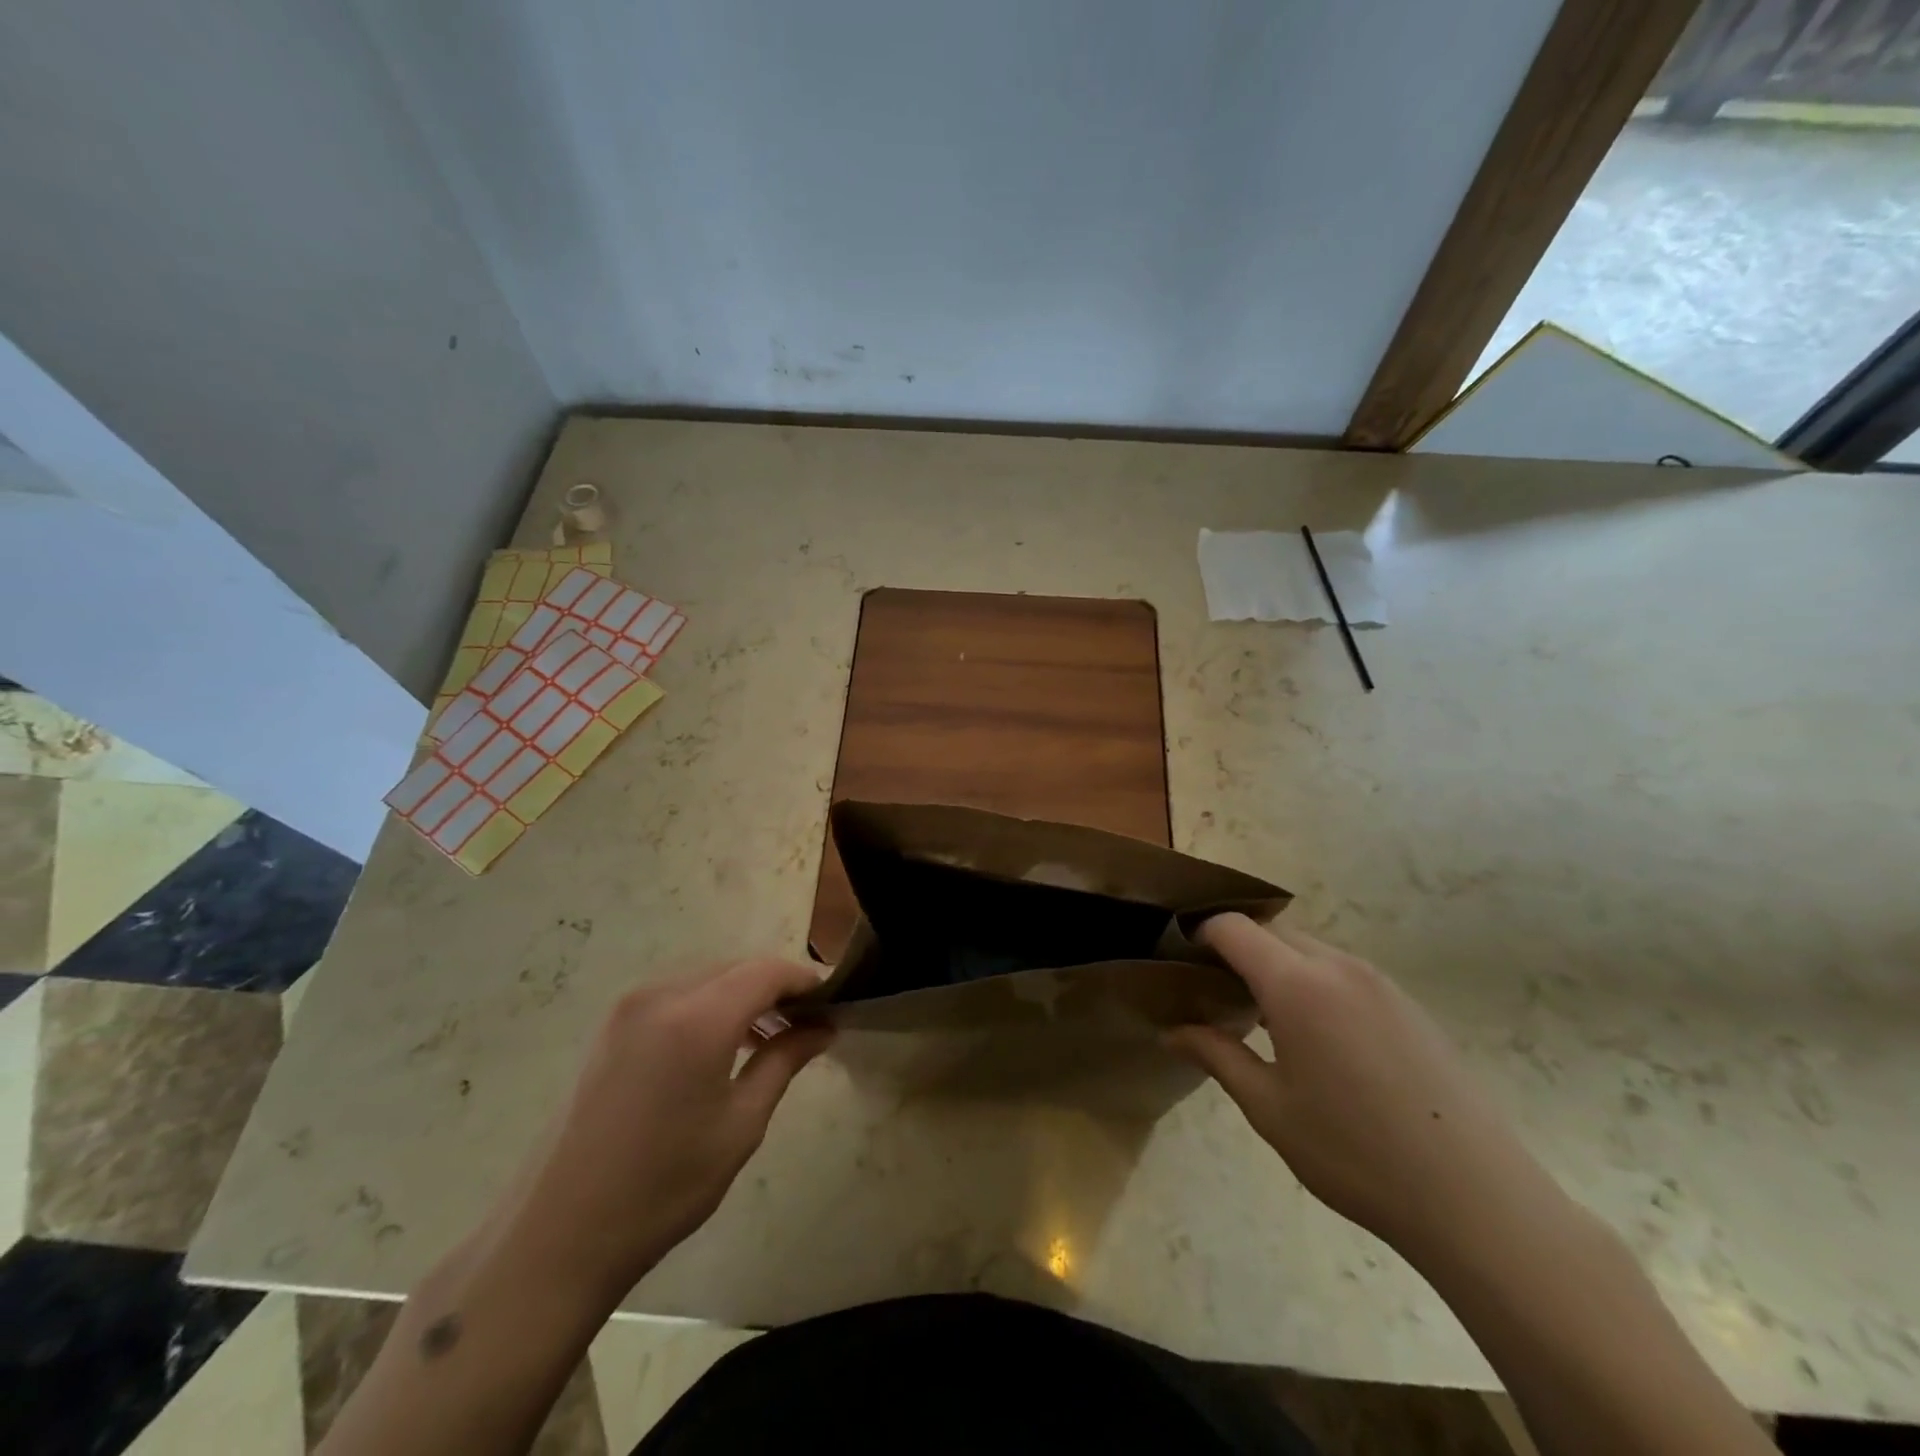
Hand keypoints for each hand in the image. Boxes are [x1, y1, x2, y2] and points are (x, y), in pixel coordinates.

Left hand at [503, 959, 831, 1304]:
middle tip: (808, 1022)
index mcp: (696, 1018)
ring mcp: (629, 1006)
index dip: (804, 980)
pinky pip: (678, 994)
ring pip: (707, 978)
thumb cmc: (663, 1186)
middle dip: (775, 987)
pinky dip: (710, 1005)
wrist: (559, 1234)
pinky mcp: (613, 1024)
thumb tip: (823, 1028)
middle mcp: (661, 995)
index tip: (834, 1000)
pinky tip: (724, 1044)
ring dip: (743, 995)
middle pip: (736, 968)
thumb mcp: (740, 1125)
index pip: (766, 972)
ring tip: (771, 1036)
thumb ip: (784, 1061)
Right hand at [1168, 915, 1560, 1266]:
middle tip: (1216, 992)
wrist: (1477, 1199)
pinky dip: (1314, 982)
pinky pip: (1344, 972)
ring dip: (1277, 965)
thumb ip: (1217, 1056)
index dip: (1200, 934)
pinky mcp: (1408, 1004)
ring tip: (1263, 1018)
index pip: (1233, 927)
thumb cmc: (1355, 1153)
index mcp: (1297, 985)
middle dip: (1237, 948)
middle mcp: (1338, 967)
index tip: (1180, 960)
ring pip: (1309, 949)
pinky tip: (1318, 1039)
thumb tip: (1170, 1032)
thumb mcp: (1270, 1108)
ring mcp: (1379, 982)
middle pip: (1272, 931)